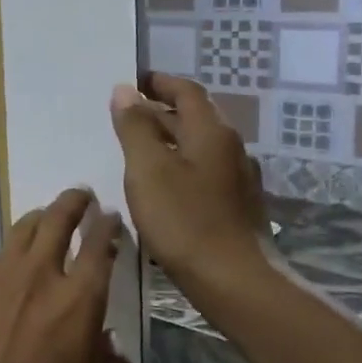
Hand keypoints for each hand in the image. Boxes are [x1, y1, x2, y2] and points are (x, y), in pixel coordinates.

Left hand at [0, 189, 132, 362]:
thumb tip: (111, 352)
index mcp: (80, 300)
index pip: (100, 247)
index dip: (108, 226)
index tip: (110, 216)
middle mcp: (41, 275)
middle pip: (58, 220)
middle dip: (74, 201)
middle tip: (81, 195)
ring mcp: (0, 276)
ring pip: (22, 230)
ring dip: (40, 218)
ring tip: (45, 216)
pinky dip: (10, 255)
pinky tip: (9, 265)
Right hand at [110, 74, 274, 298]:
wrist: (234, 281)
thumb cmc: (185, 221)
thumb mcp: (147, 170)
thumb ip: (134, 128)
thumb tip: (124, 90)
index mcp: (211, 133)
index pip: (187, 92)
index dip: (159, 83)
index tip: (133, 82)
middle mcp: (230, 148)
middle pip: (195, 117)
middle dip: (161, 111)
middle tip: (126, 115)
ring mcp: (237, 179)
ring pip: (199, 146)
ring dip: (170, 140)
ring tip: (137, 149)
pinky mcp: (235, 206)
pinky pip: (203, 171)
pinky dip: (179, 165)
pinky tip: (161, 186)